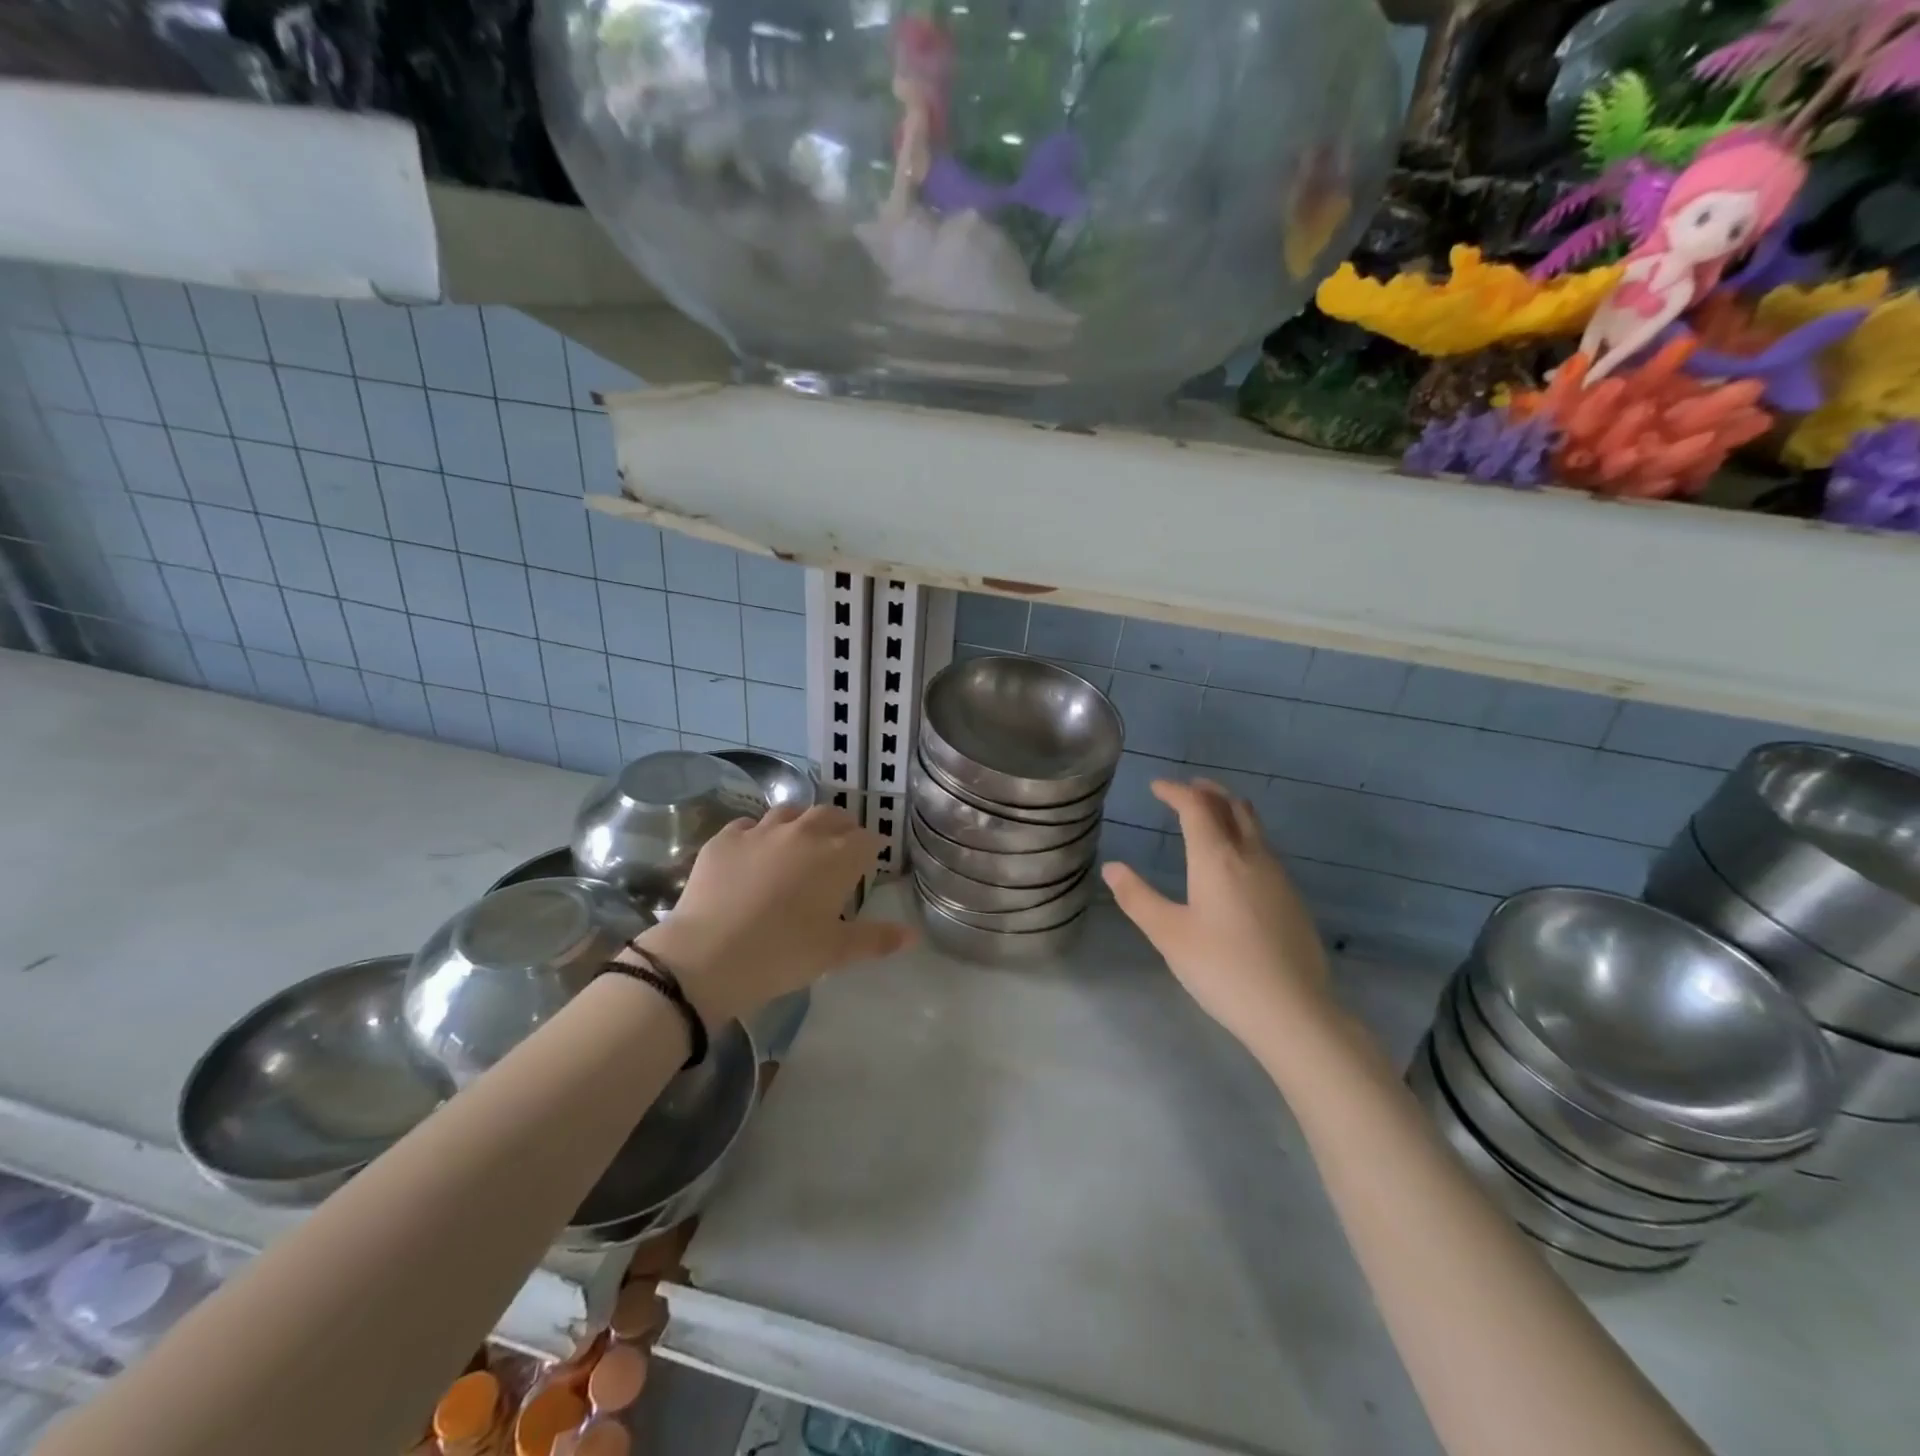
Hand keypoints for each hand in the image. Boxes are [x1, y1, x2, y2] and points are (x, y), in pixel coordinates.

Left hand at [636, 805, 914, 1025]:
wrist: (707, 956)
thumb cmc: (782, 954)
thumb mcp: (834, 952)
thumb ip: (876, 939)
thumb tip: (913, 936)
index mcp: (837, 856)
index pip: (867, 839)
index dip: (870, 851)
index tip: (866, 868)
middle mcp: (804, 832)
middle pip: (832, 815)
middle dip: (841, 828)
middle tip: (837, 852)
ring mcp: (761, 830)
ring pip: (790, 812)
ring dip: (801, 824)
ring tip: (797, 846)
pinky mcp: (725, 838)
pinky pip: (749, 825)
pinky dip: (758, 834)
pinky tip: (754, 854)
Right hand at [1102, 780, 1330, 1051]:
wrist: (1293, 1011)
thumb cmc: (1222, 969)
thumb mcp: (1168, 934)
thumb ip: (1138, 898)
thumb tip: (1113, 868)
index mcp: (1217, 858)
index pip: (1196, 807)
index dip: (1175, 791)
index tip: (1157, 786)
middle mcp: (1251, 856)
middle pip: (1232, 806)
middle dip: (1208, 791)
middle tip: (1187, 789)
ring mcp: (1278, 876)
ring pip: (1254, 827)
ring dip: (1230, 811)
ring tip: (1211, 817)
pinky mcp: (1292, 899)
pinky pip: (1265, 850)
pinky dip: (1245, 837)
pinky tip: (1236, 864)